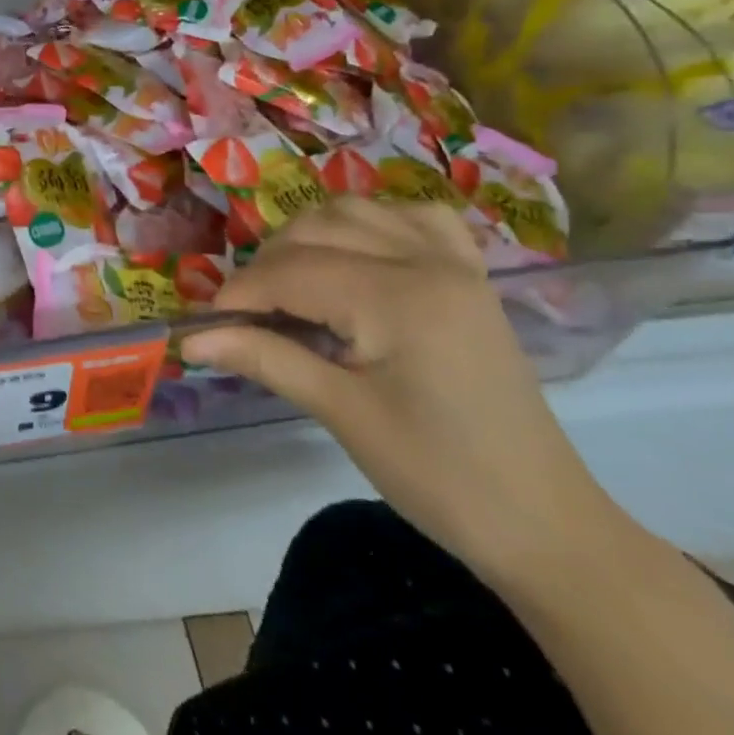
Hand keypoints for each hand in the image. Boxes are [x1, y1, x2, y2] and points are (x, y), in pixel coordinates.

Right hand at [182, 198, 624, 580]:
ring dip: (309, 237)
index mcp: (400, 298)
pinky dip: (370, 223)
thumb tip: (190, 341)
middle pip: (316, 231)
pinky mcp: (470, 274)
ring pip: (356, 211)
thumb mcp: (342, 414)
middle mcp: (428, 261)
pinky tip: (354, 254)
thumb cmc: (439, 476)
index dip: (238, 295)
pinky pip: (412, 217)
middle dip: (267, 267)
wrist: (543, 522)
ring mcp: (455, 262)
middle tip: (245, 317)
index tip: (205, 326)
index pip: (292, 272)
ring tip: (289, 286)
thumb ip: (264, 359)